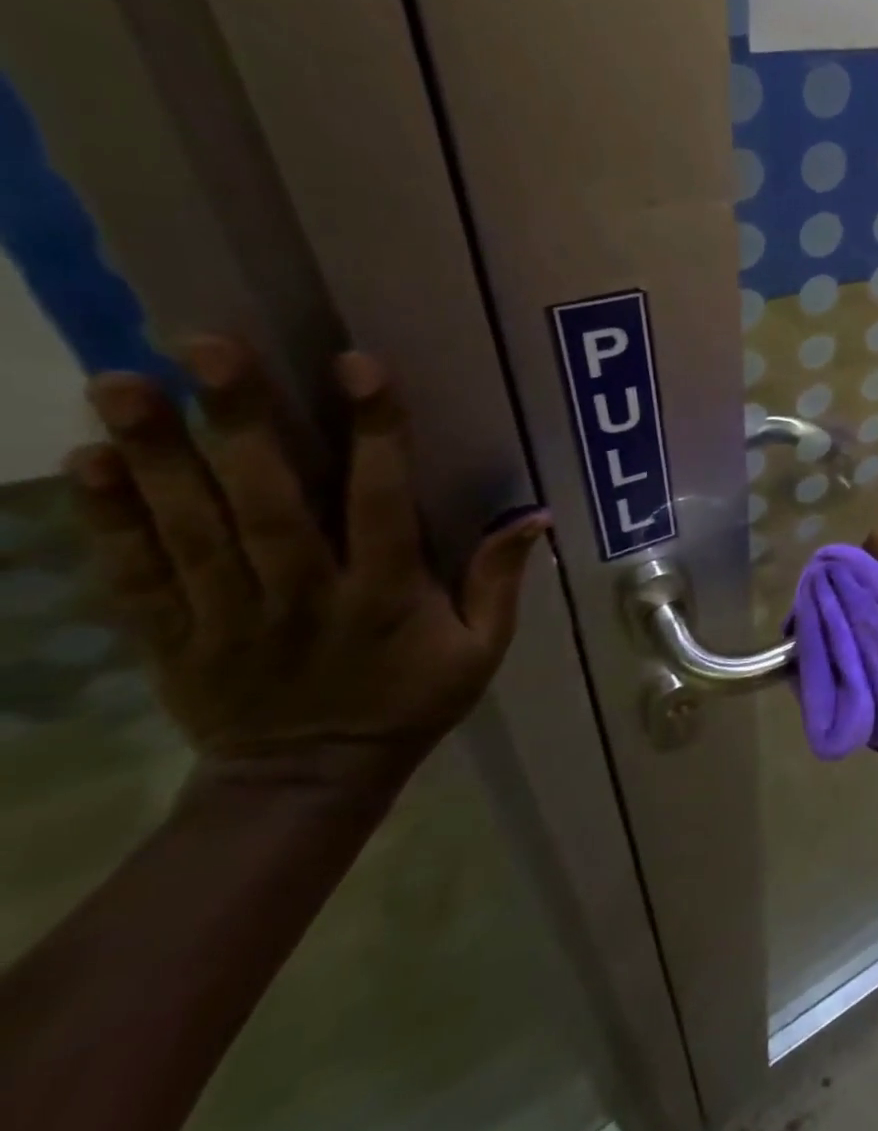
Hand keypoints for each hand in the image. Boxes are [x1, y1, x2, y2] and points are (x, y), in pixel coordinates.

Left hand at [68, 336, 548, 778]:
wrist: (305, 784)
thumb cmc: (411, 703)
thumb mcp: (481, 651)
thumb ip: (500, 581)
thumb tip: (535, 514)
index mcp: (385, 596)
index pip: (380, 503)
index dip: (374, 434)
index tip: (357, 369)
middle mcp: (303, 595)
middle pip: (268, 503)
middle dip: (241, 422)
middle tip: (208, 346)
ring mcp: (229, 615)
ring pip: (191, 528)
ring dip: (158, 454)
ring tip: (123, 382)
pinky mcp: (174, 637)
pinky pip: (137, 574)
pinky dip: (110, 520)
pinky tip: (90, 462)